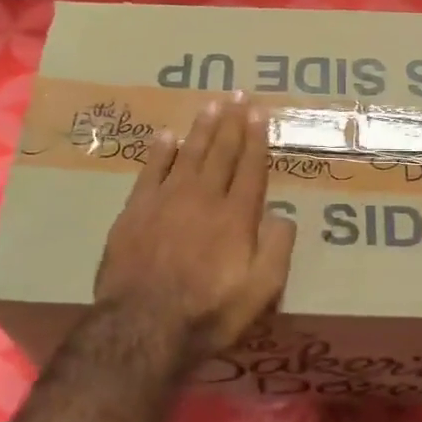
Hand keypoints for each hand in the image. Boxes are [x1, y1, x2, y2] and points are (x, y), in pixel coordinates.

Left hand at [94, 95, 295, 364]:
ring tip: (212, 104)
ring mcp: (167, 200)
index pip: (251, 168)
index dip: (256, 139)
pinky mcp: (136, 209)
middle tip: (238, 94)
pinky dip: (161, 150)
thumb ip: (277, 250)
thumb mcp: (260, 292)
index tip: (259, 113)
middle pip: (221, 152)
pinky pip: (152, 169)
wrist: (142, 327)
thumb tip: (284, 216)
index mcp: (236, 216)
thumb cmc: (207, 313)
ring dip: (202, 127)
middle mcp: (204, 197)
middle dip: (232, 122)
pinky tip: (168, 135)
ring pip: (189, 153)